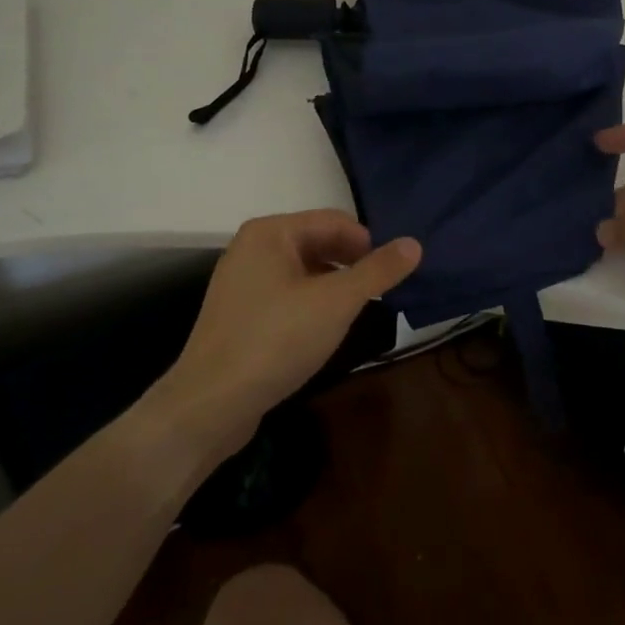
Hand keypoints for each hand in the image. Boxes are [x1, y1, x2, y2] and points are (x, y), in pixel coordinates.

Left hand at [164, 211, 420, 447]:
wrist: (210, 404)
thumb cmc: (276, 340)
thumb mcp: (336, 303)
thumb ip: (377, 271)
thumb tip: (414, 243)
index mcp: (270, 232)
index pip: (333, 221)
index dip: (367, 243)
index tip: (392, 273)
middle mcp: (252, 248)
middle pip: (316, 242)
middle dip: (351, 264)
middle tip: (380, 293)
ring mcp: (242, 281)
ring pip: (302, 271)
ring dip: (333, 285)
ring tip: (357, 312)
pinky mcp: (239, 313)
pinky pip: (285, 294)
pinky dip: (311, 303)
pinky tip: (324, 330)